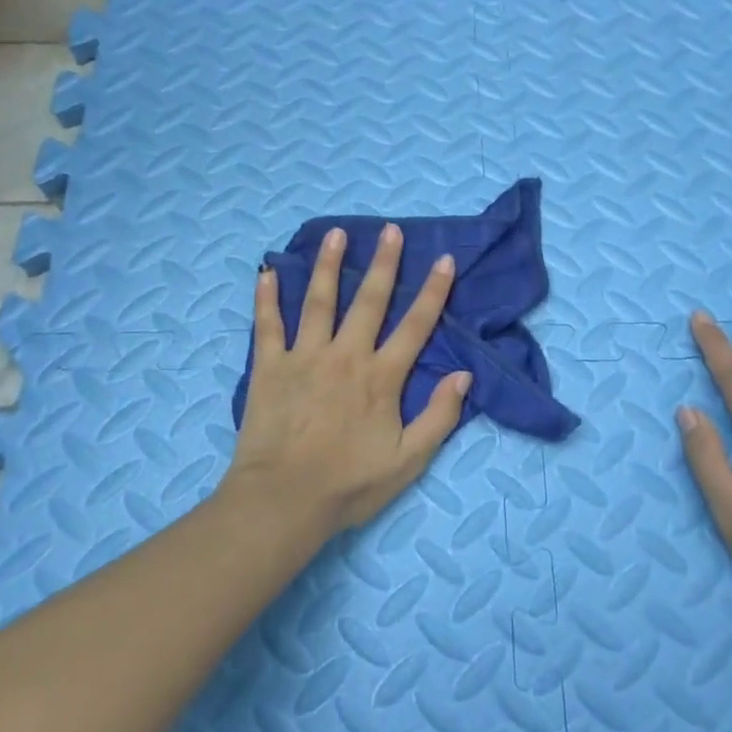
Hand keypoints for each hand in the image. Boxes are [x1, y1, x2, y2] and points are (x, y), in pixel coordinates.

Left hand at [223, 223, 471, 535]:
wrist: (283, 501)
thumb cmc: (349, 484)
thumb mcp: (409, 461)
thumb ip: (439, 416)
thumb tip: (463, 375)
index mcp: (381, 377)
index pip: (415, 325)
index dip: (433, 291)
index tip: (444, 259)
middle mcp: (346, 356)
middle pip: (370, 300)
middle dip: (384, 263)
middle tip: (390, 230)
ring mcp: (305, 356)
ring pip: (320, 301)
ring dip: (329, 265)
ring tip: (336, 234)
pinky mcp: (269, 367)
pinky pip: (268, 324)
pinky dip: (267, 297)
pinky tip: (268, 271)